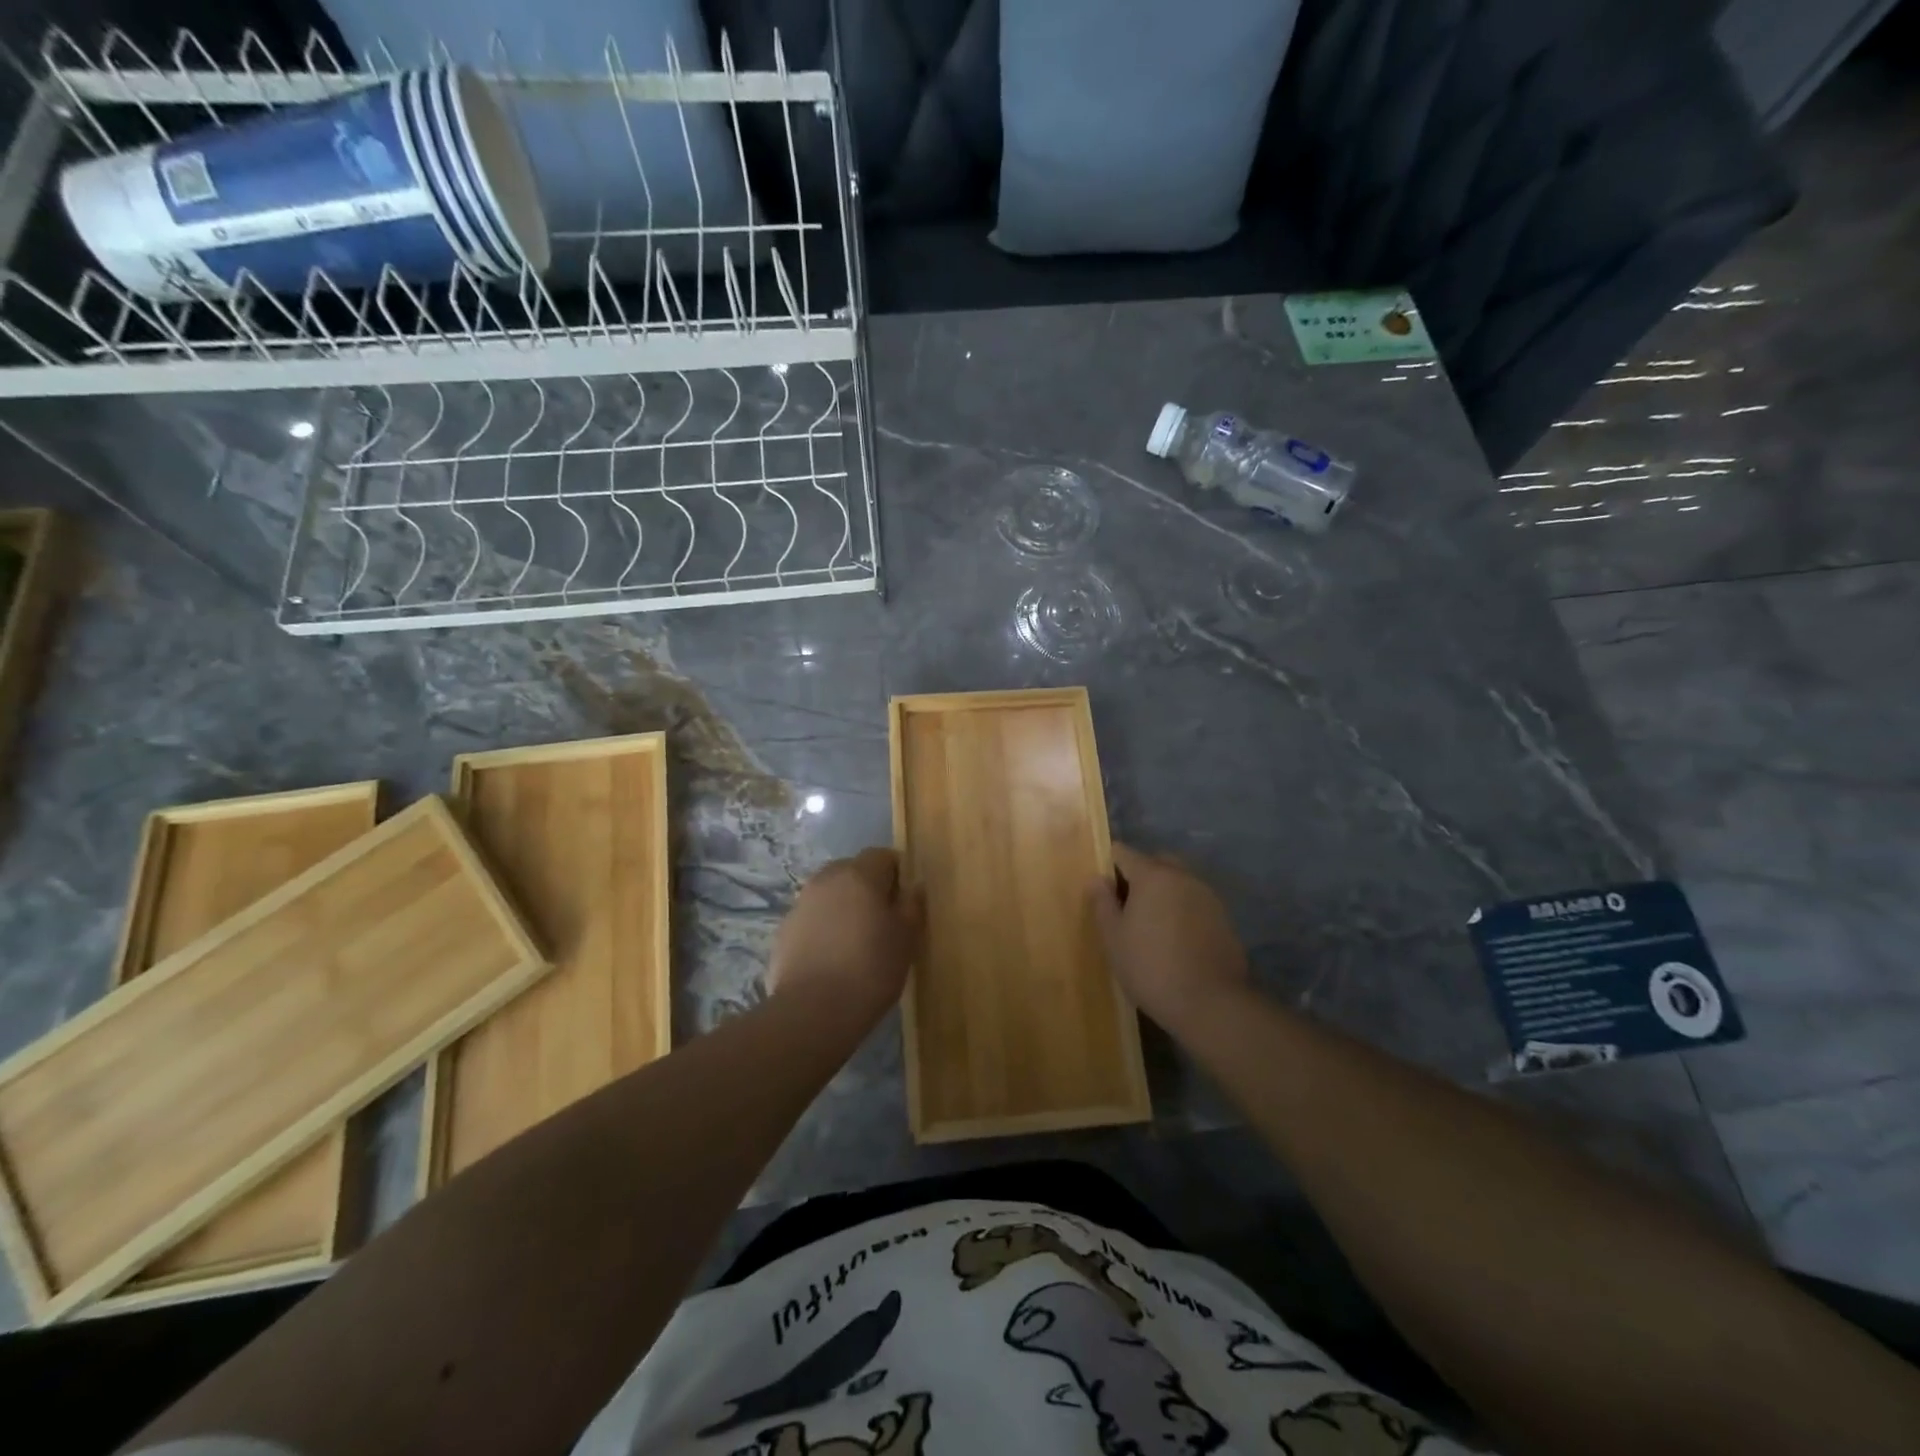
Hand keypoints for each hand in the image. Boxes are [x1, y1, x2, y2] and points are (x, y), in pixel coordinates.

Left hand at [770, 848, 924, 1014]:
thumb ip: (913, 905)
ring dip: (844, 907)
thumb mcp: (907, 939)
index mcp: (859, 875)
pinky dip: (824, 928)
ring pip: (829, 894)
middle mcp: (826, 880)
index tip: (905, 901)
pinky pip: (812, 918)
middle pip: (852, 870)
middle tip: (883, 920)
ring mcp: (800, 904)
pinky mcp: (784, 931)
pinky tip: (832, 958)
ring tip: (856, 941)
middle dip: (868, 887)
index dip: (897, 874)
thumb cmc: (871, 969)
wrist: (813, 1012)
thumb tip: (914, 886)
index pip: (882, 855)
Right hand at [1088, 843, 1248, 1033]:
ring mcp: (1208, 896)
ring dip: (1165, 892)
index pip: (1124, 852)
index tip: (1102, 888)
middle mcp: (1183, 876)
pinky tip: (1177, 939)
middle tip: (1127, 905)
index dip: (1109, 865)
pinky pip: (1196, 902)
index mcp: (1152, 875)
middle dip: (1140, 874)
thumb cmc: (1151, 967)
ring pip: (1179, 881)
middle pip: (1157, 862)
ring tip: (1152, 925)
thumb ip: (1102, 903)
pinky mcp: (1224, 918)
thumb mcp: (1114, 938)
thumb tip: (1097, 878)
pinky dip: (1183, 910)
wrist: (1211, 1003)